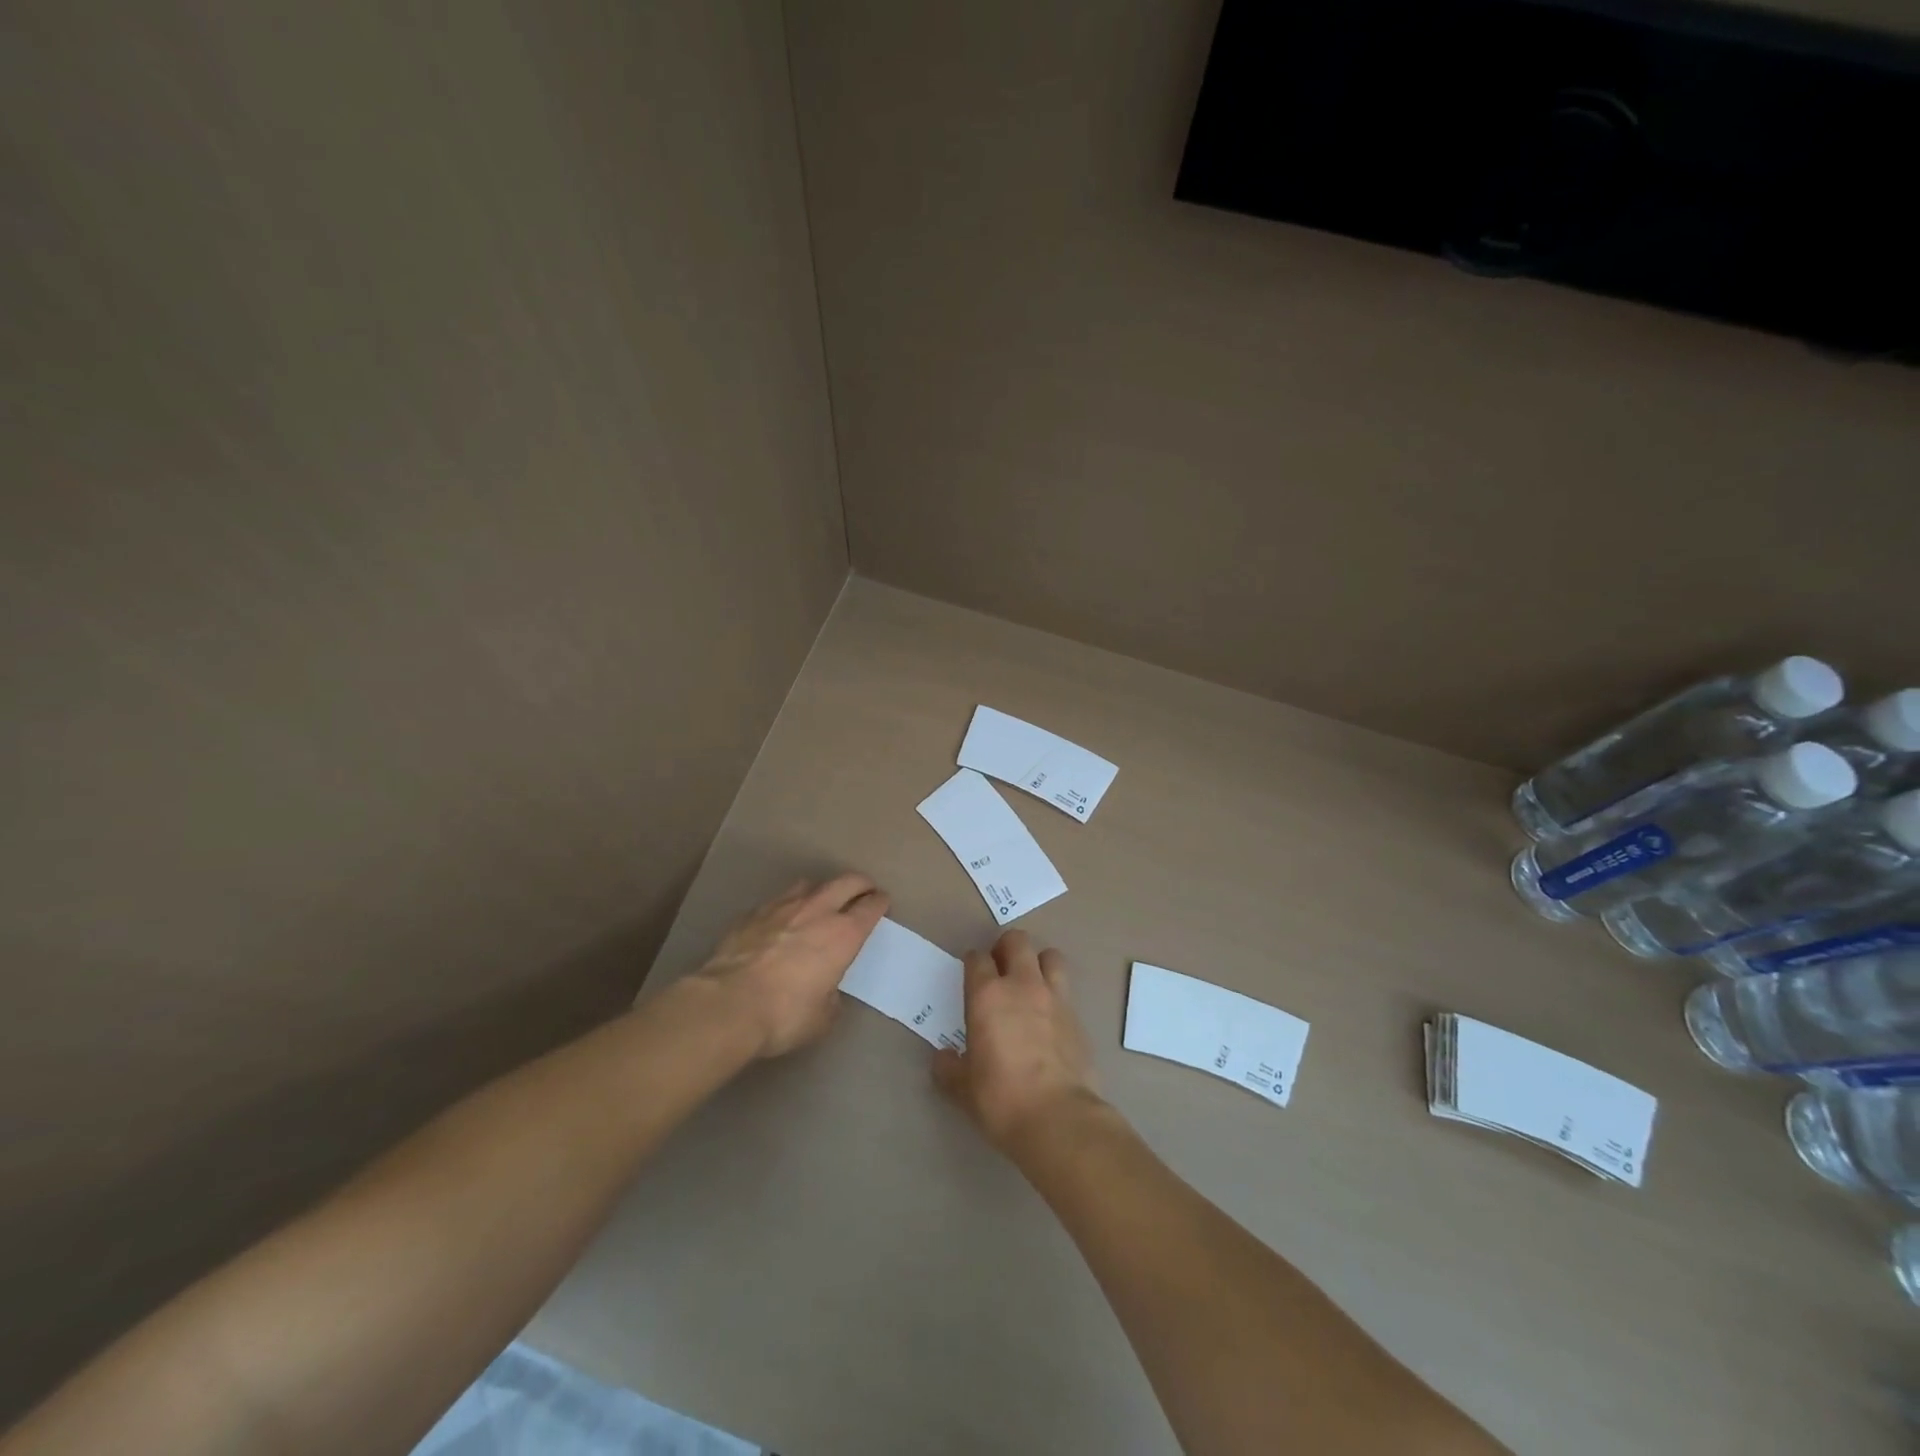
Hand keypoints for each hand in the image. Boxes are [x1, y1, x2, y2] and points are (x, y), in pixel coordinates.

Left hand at [693, 873, 888, 1057]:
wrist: (727, 1005)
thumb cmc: (784, 1015)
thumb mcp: (822, 1018)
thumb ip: (831, 996)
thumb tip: (825, 989)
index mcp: (843, 935)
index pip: (871, 907)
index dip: (880, 902)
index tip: (883, 902)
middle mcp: (817, 911)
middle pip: (847, 881)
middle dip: (860, 884)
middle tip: (864, 890)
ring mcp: (782, 907)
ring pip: (810, 884)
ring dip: (822, 890)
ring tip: (821, 901)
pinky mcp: (752, 913)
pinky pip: (778, 900)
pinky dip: (787, 905)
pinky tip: (781, 920)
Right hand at [932, 930, 1102, 1152]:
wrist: (1059, 1118)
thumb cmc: (1001, 1099)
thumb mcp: (963, 1088)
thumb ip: (950, 1068)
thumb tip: (943, 1059)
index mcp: (988, 995)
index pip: (977, 958)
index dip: (973, 963)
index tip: (971, 974)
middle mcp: (1022, 985)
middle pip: (1017, 941)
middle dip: (1006, 948)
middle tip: (1000, 968)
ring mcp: (1055, 998)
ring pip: (1050, 956)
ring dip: (1039, 962)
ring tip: (1031, 983)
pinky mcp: (1078, 1018)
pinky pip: (1066, 992)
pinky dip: (1056, 996)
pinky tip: (1050, 1019)